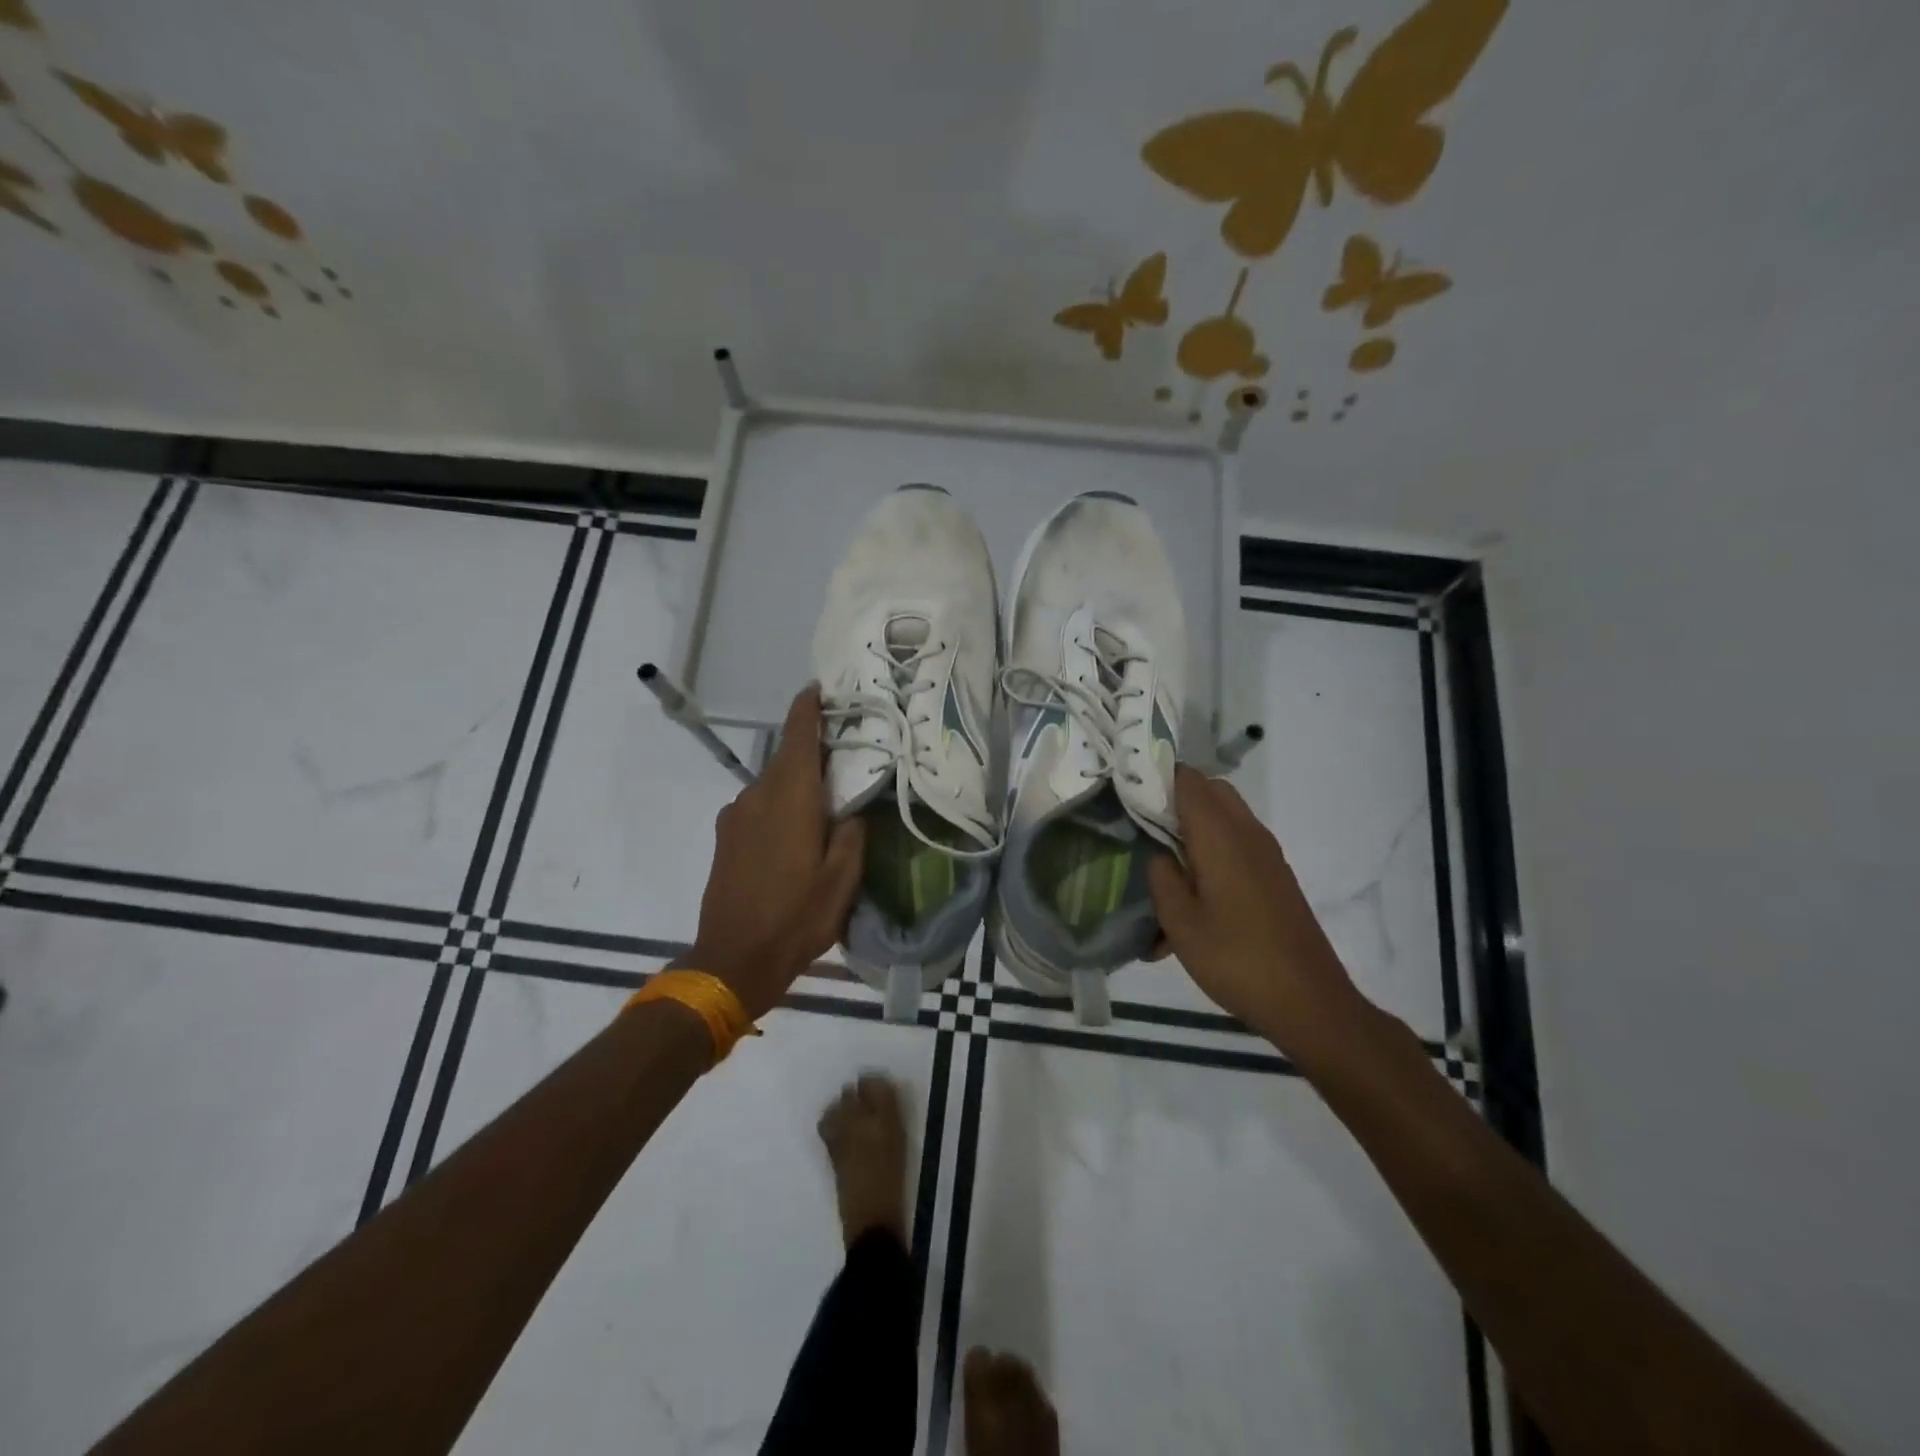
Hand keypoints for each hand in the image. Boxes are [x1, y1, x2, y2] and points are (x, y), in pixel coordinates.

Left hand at [690, 686, 864, 1019]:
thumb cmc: (797, 917)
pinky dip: (778, 805)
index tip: (819, 688)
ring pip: (772, 784)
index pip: (798, 736)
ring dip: (795, 783)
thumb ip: (853, 833)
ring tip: (823, 804)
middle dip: (811, 749)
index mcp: (792, 797)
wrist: (733, 959)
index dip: (808, 708)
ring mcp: (736, 815)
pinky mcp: (724, 836)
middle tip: (843, 756)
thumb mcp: (843, 879)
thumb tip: (854, 808)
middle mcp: (758, 795)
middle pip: (786, 758)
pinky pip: (757, 806)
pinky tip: (793, 833)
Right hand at [1147, 766, 1372, 1066]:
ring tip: (1162, 868)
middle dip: (1173, 801)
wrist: (1309, 1002)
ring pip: (1223, 818)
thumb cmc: (1236, 958)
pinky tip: (1191, 901)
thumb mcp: (1180, 921)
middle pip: (1208, 791)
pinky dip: (1211, 854)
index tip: (1124, 792)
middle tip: (1141, 827)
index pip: (1186, 779)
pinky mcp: (1274, 876)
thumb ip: (1161, 876)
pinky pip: (1236, 846)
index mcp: (1220, 834)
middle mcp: (1247, 833)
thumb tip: (1159, 854)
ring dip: (1192, 830)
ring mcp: (1266, 854)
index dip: (1153, 777)